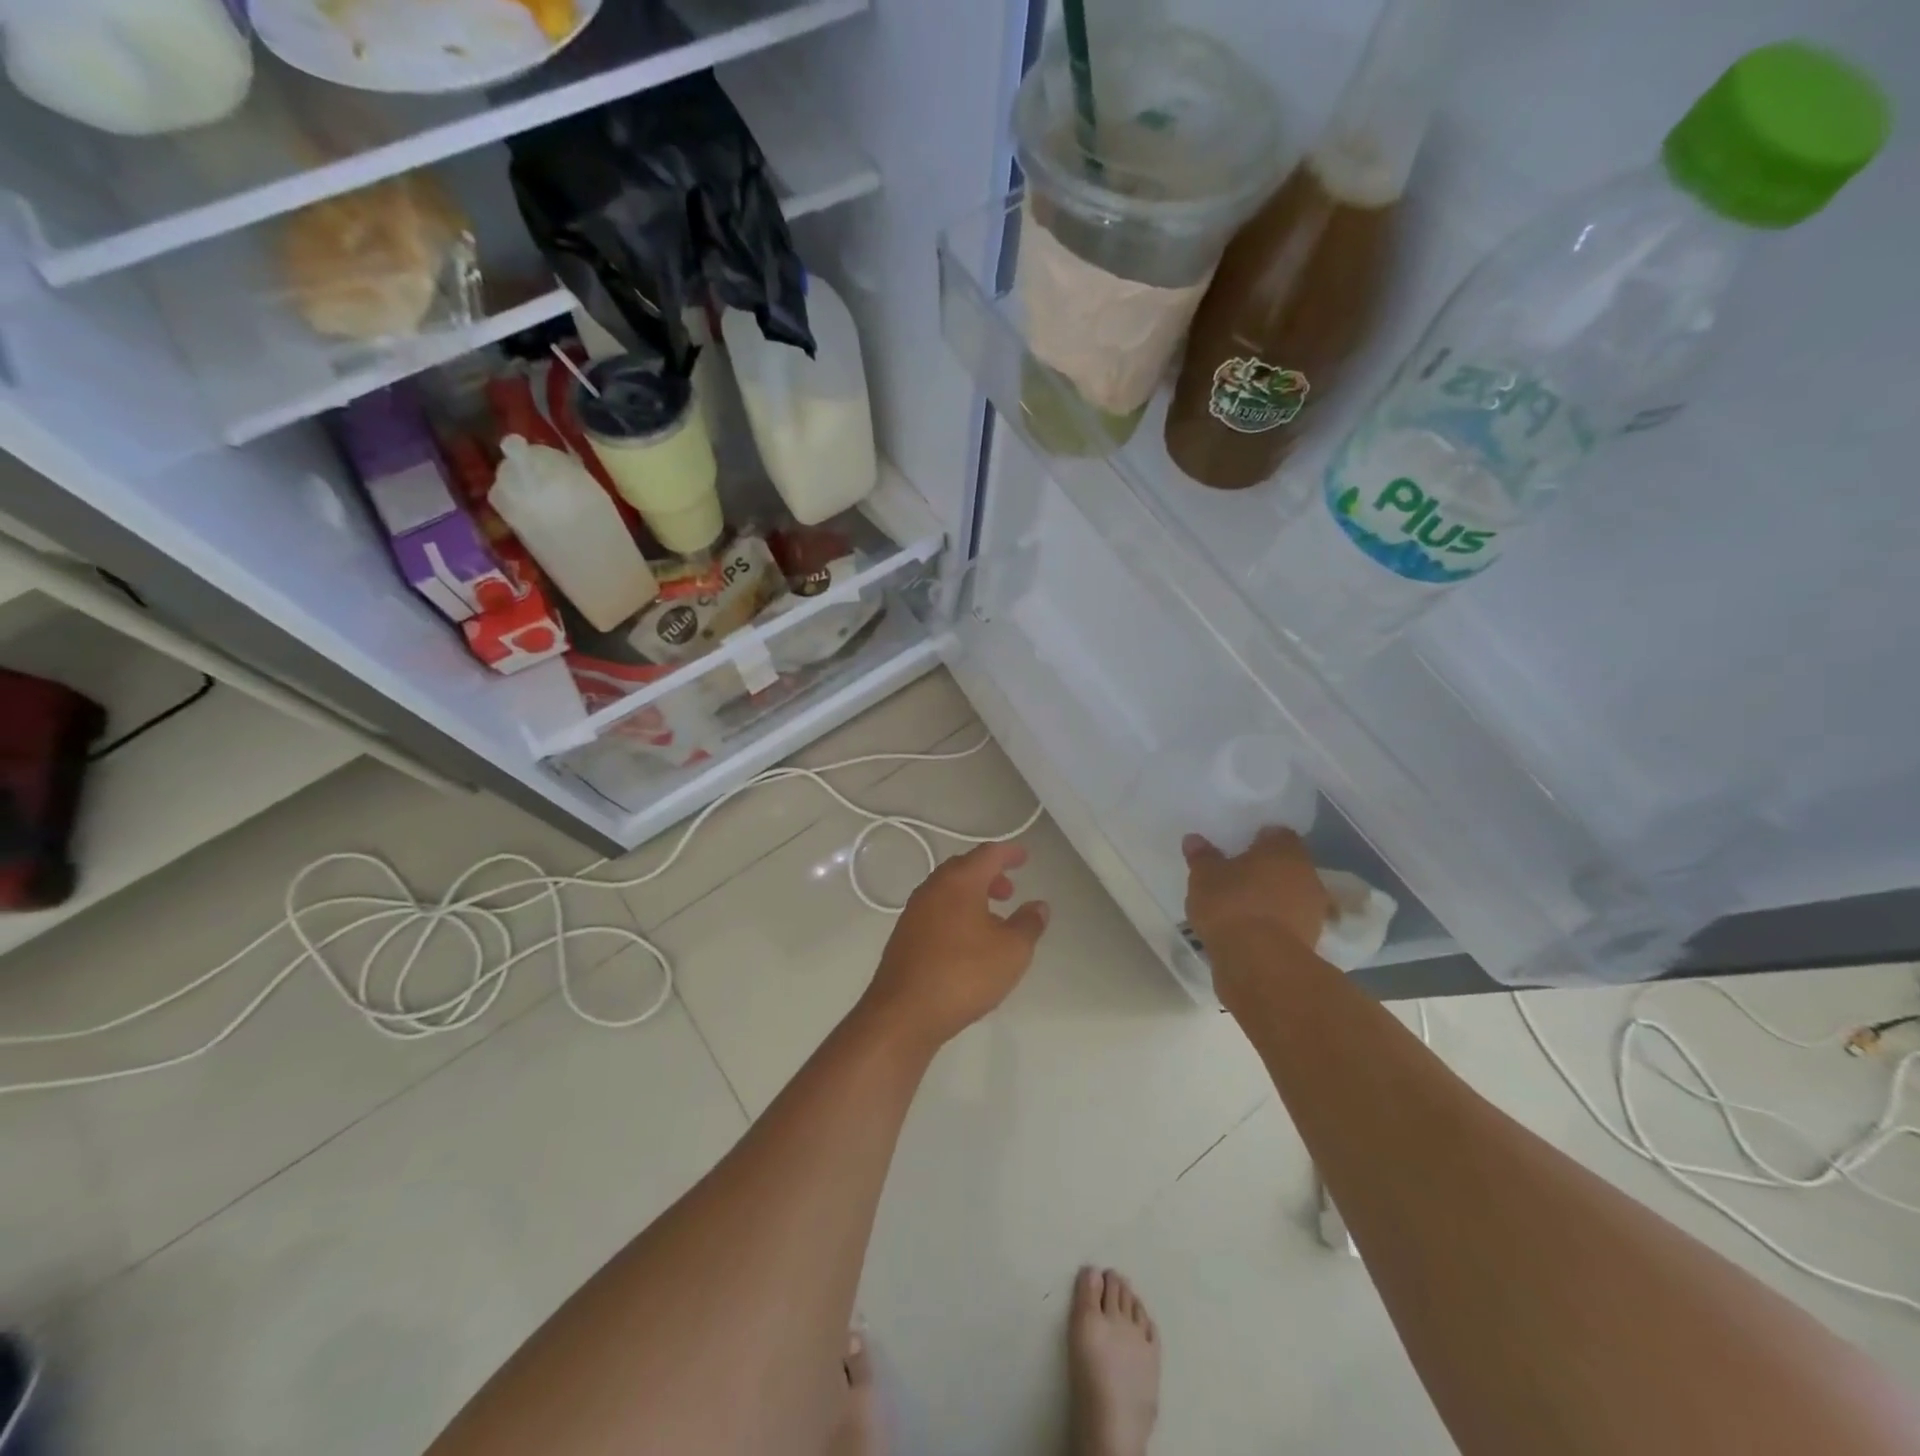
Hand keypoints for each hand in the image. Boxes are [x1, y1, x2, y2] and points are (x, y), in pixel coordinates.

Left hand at [859, 842, 1049, 1050]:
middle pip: (963, 868)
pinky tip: (966, 941)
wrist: (904, 1012)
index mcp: (959, 882)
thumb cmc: (964, 974)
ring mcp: (914, 912)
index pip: (988, 854)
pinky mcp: (904, 936)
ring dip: (971, 896)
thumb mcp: (1012, 951)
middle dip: (988, 875)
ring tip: (992, 919)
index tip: (1024, 857)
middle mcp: (932, 888)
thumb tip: (1038, 906)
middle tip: (1008, 891)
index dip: (1009, 853)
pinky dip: (955, 913)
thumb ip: (1028, 924)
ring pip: (947, 891)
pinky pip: (936, 912)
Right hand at [1182, 828, 1328, 972]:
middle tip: (1239, 877)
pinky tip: (1252, 931)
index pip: (1277, 834)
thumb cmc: (1232, 906)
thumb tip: (1194, 839)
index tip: (1241, 848)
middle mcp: (1306, 875)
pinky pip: (1289, 923)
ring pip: (1290, 895)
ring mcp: (1313, 911)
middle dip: (1267, 870)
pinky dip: (1274, 924)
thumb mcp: (1204, 877)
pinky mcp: (1310, 941)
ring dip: (1273, 899)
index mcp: (1284, 851)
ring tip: (1243, 907)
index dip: (1260, 839)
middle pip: (1287, 865)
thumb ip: (1202, 857)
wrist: (1260, 963)